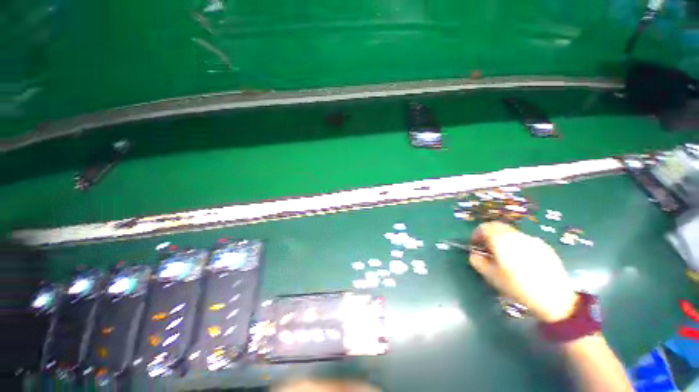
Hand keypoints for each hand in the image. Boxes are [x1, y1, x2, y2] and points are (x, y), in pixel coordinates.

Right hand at [469, 222, 577, 322]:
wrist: (555, 298)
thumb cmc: (517, 286)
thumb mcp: (490, 276)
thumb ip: (477, 261)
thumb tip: (475, 254)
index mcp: (501, 240)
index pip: (484, 227)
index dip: (476, 233)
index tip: (475, 244)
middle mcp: (516, 235)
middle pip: (498, 227)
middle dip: (489, 234)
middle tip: (487, 248)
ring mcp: (532, 240)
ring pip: (512, 233)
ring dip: (503, 239)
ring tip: (505, 256)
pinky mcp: (545, 247)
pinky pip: (525, 241)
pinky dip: (517, 245)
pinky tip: (522, 261)